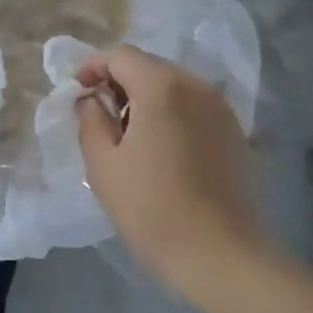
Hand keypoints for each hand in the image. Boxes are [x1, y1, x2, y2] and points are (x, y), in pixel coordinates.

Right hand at [76, 45, 268, 301]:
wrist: (222, 256)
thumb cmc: (153, 208)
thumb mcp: (103, 164)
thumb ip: (90, 119)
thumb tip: (91, 99)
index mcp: (161, 86)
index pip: (121, 56)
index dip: (93, 67)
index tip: (78, 93)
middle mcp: (195, 85)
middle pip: (149, 66)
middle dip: (120, 82)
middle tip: (100, 115)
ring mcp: (220, 108)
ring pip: (173, 86)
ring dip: (146, 98)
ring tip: (129, 135)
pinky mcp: (234, 132)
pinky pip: (193, 106)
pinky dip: (171, 113)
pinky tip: (162, 149)